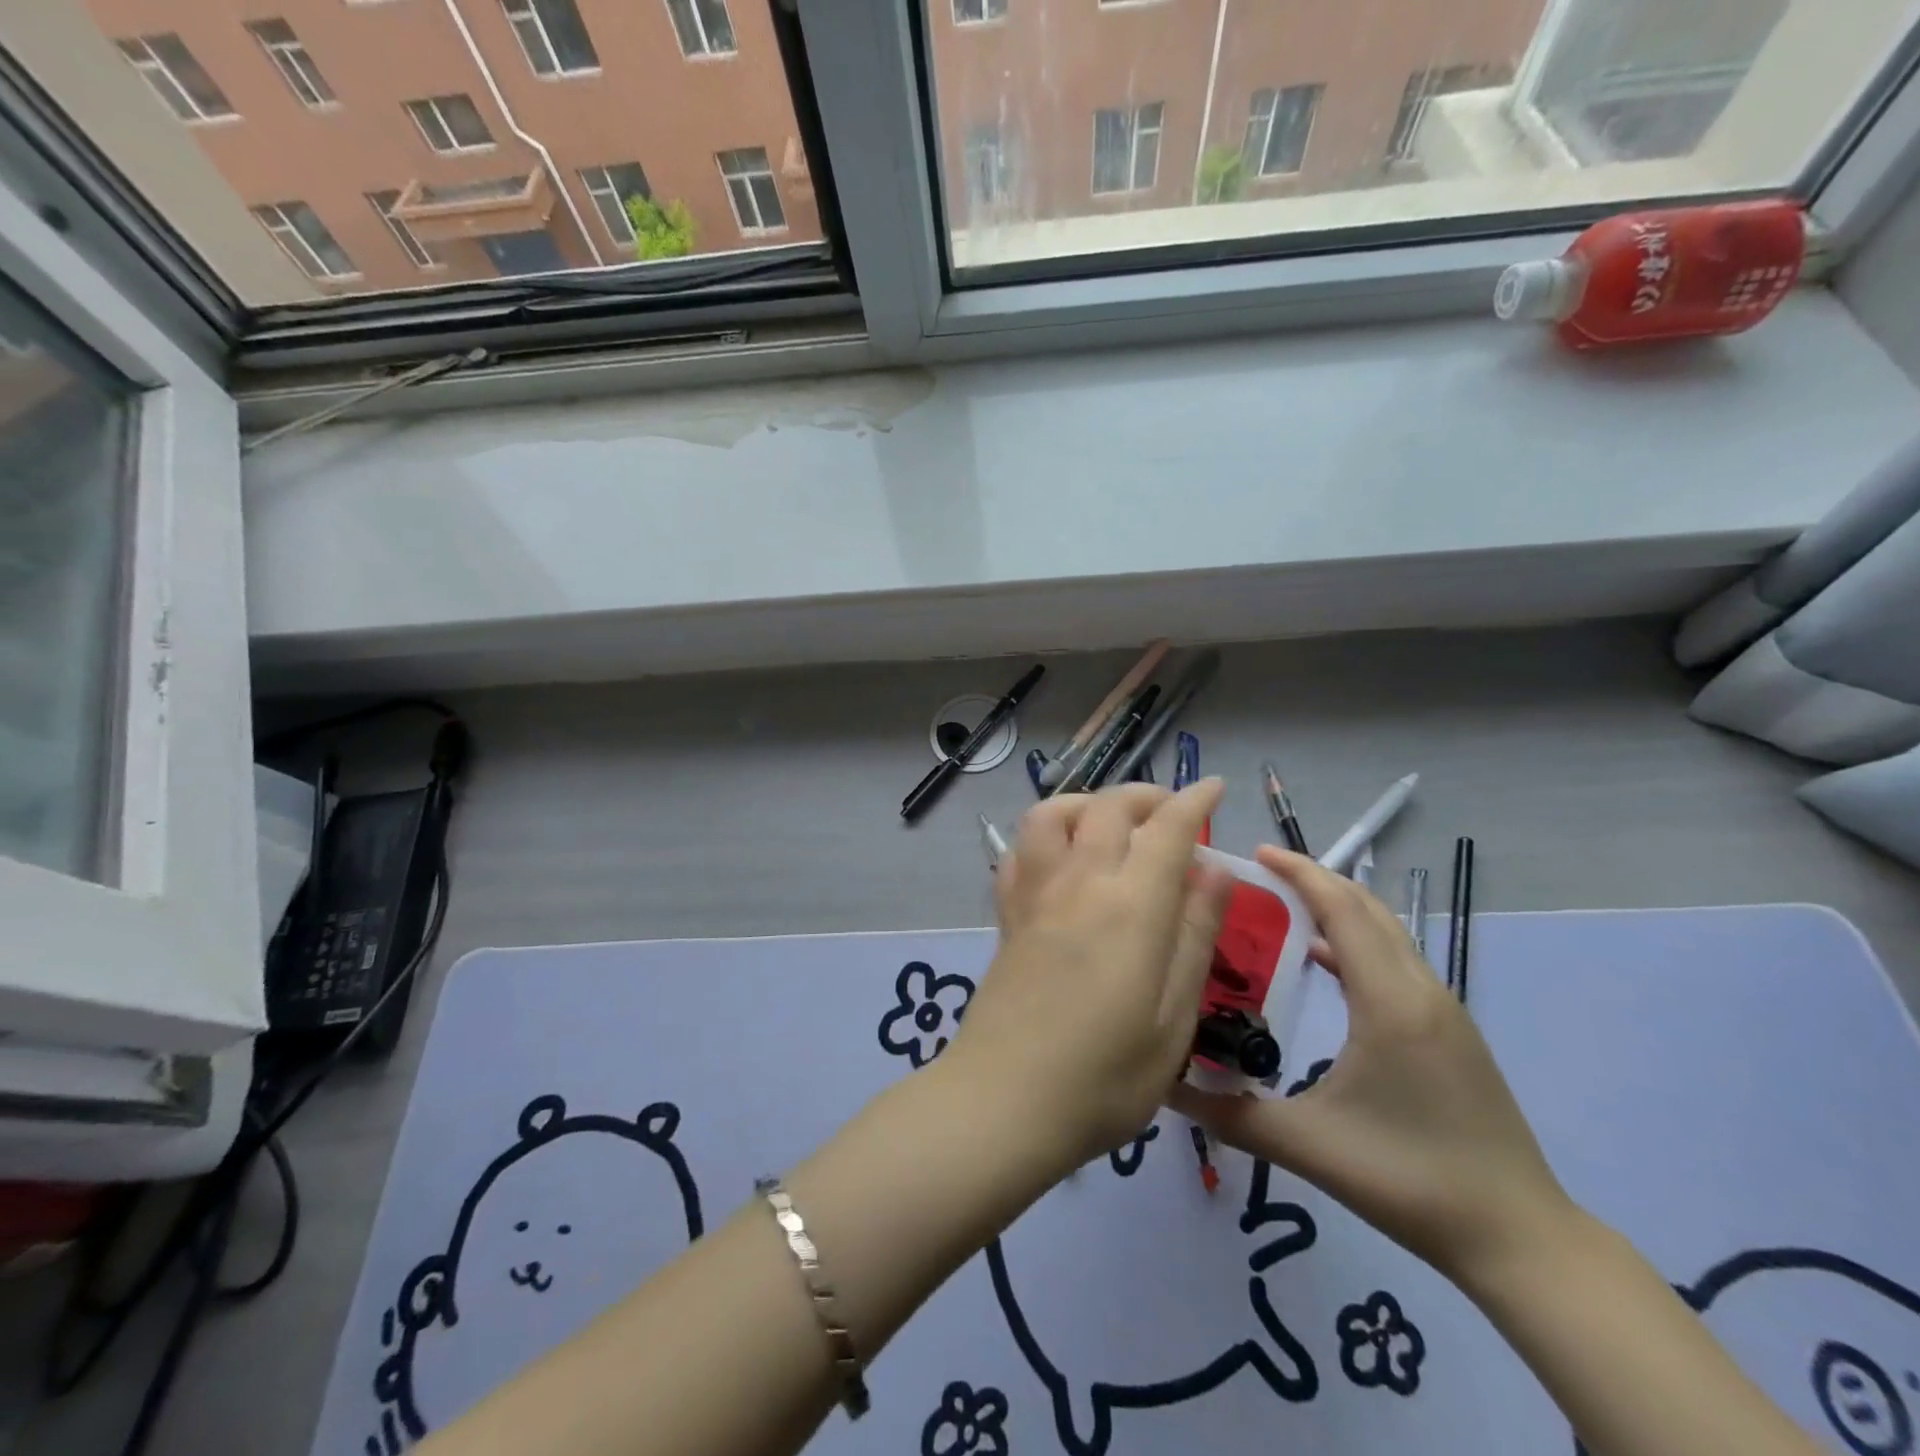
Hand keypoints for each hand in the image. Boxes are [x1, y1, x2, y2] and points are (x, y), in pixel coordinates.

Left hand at [947, 782, 1232, 1177]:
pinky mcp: (1007, 915)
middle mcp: (1079, 883)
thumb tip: (1213, 871)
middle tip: (1171, 813)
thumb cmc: (1105, 1078)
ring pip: (1052, 814)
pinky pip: (1019, 851)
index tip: (1212, 788)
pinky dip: (1044, 835)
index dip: (1193, 801)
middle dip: (1145, 796)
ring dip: (1087, 803)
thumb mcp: (1174, 1020)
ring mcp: (1035, 895)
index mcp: (1131, 907)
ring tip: (1112, 824)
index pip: (1166, 829)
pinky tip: (1060, 857)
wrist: (1003, 1102)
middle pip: (1108, 807)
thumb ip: (1194, 936)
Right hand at [1170, 849, 1573, 1289]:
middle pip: (1367, 909)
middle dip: (1316, 879)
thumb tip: (1166, 1087)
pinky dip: (1356, 942)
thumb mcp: (1310, 1146)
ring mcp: (1442, 1011)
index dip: (1301, 874)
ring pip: (1387, 933)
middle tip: (1261, 871)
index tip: (1257, 852)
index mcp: (1390, 1003)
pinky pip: (1396, 962)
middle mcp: (1421, 991)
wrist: (1519, 1237)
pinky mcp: (1450, 1032)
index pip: (1343, 911)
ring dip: (1339, 908)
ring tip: (1283, 905)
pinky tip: (1322, 962)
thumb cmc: (1410, 1181)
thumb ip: (1231, 1114)